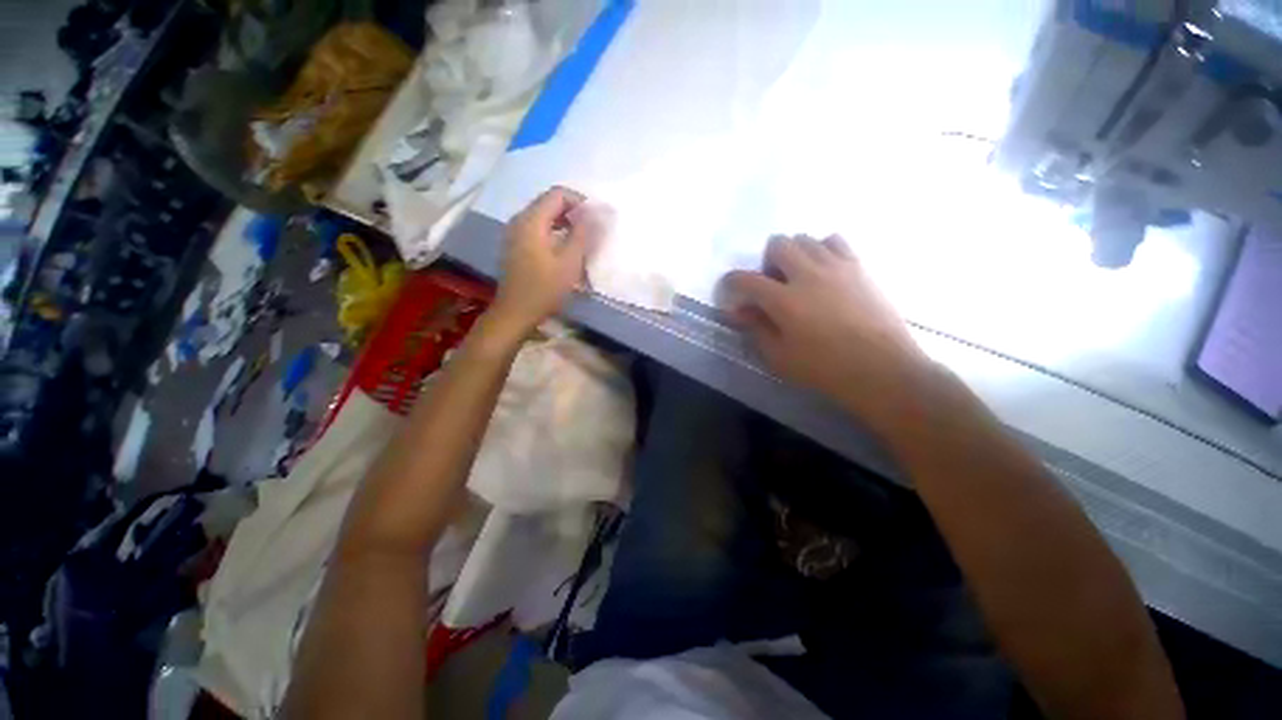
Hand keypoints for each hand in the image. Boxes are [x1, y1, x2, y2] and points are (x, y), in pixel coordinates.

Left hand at [488, 187, 597, 337]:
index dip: (579, 201)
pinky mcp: (514, 245)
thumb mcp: (569, 262)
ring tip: (581, 239)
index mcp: (531, 220)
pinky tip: (563, 248)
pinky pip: (536, 228)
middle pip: (548, 202)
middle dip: (572, 211)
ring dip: (563, 222)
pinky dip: (552, 231)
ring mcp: (514, 233)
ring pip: (542, 216)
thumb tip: (595, 212)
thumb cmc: (544, 289)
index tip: (595, 218)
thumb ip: (582, 234)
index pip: (557, 194)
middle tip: (591, 229)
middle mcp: (519, 220)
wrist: (515, 312)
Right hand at [720, 234, 930, 423]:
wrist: (881, 368)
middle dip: (767, 260)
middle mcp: (807, 274)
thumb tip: (738, 310)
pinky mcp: (859, 266)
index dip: (732, 281)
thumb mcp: (779, 356)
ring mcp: (836, 266)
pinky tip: (824, 270)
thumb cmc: (824, 368)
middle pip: (778, 244)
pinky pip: (835, 240)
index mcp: (784, 300)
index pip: (746, 279)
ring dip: (794, 253)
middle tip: (772, 283)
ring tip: (798, 275)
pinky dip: (822, 249)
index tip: (730, 287)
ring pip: (806, 238)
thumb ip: (756, 328)